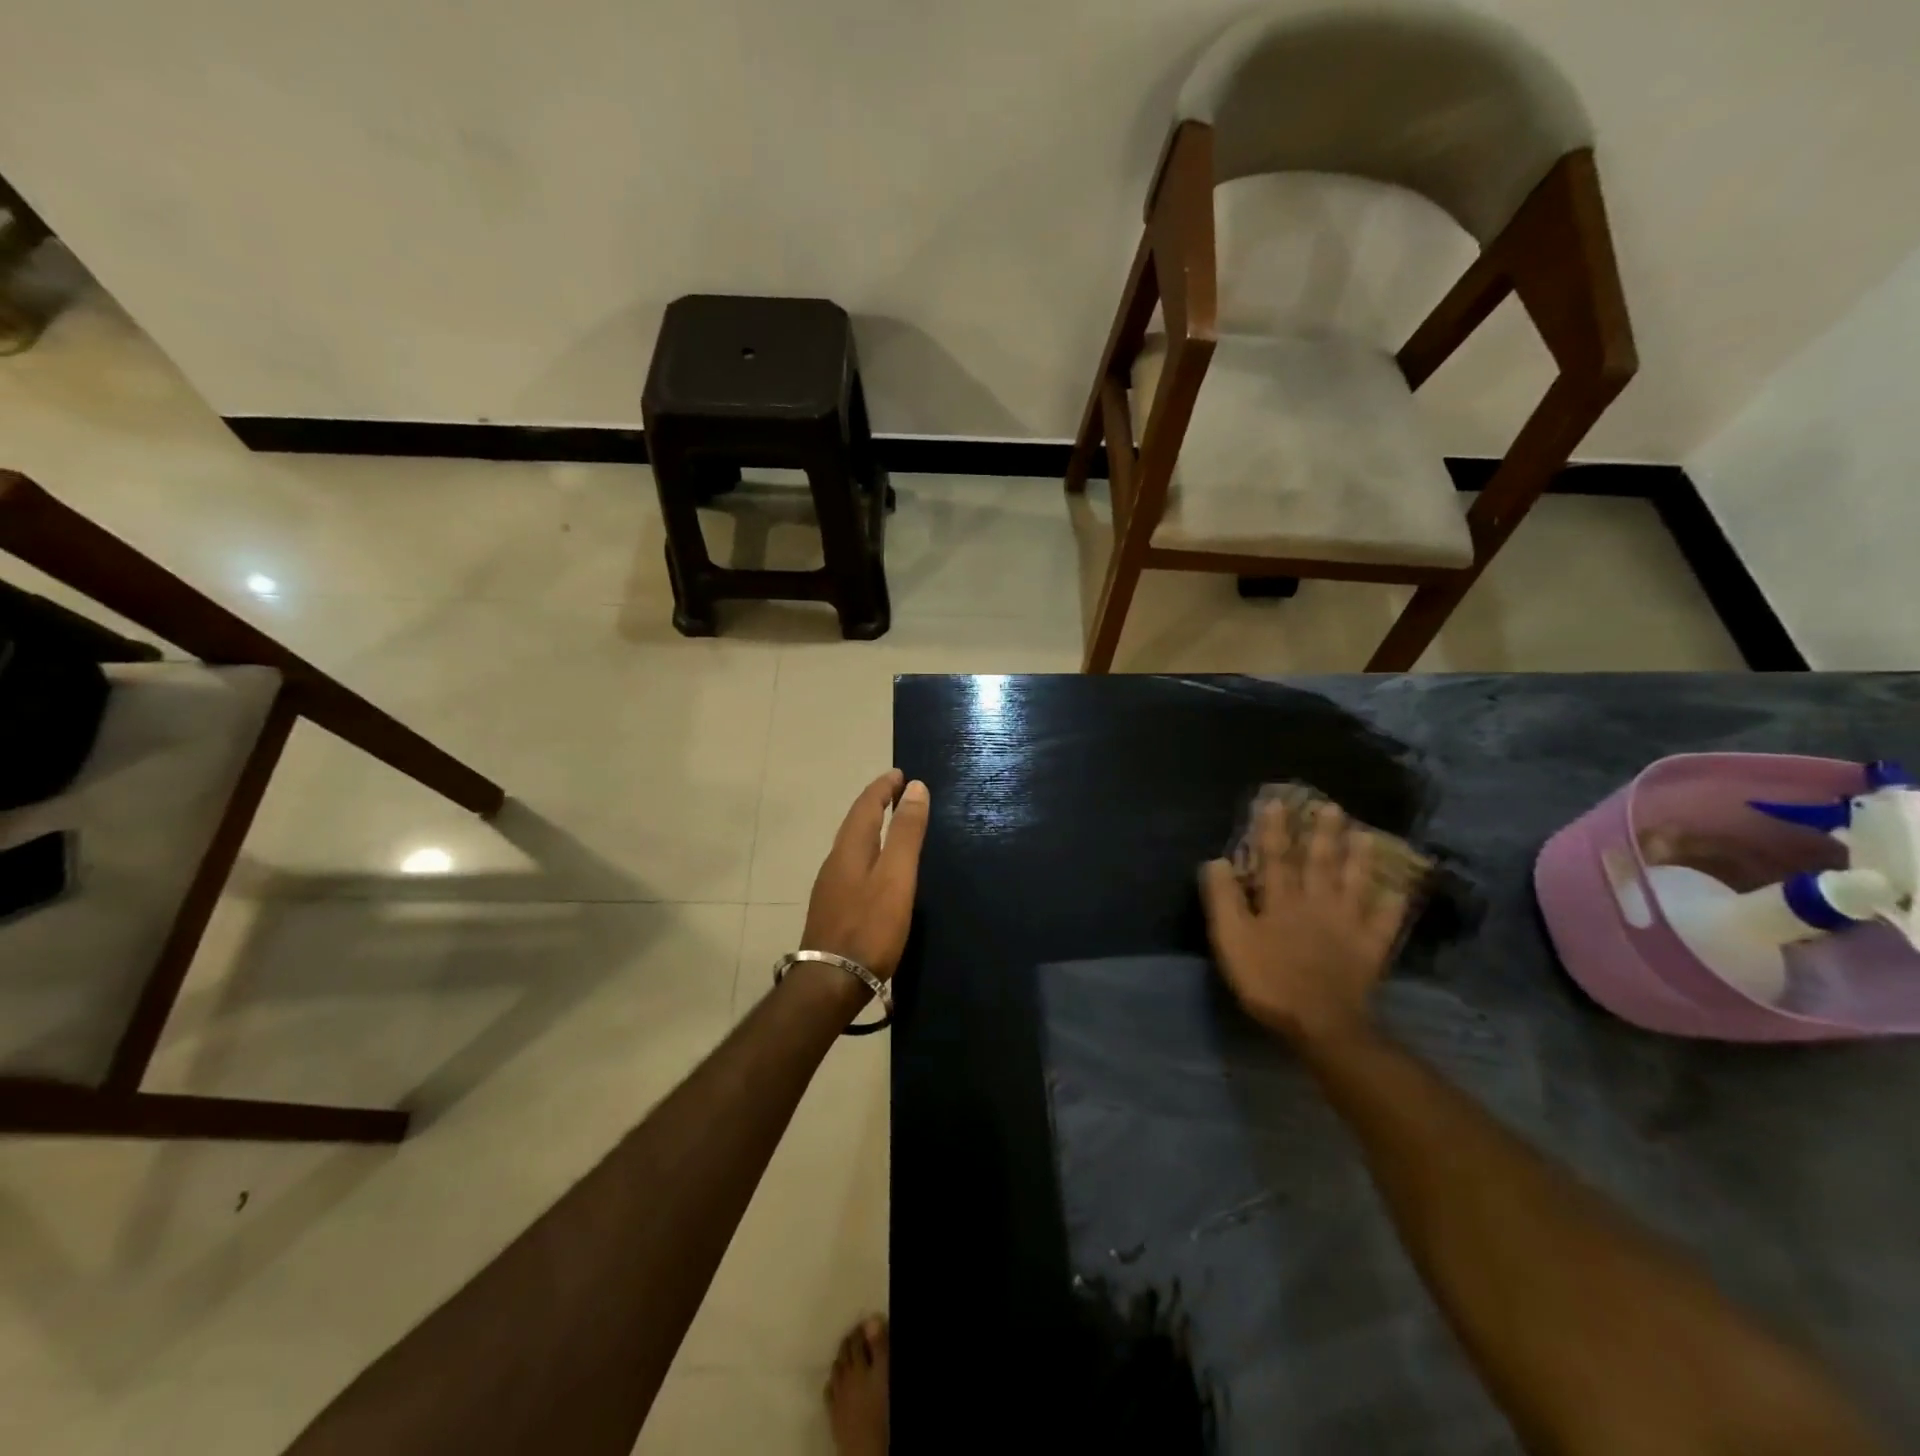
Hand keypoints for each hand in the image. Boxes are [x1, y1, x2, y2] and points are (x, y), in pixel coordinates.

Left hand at [803, 769, 930, 978]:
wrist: (831, 982)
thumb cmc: (870, 927)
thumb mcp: (896, 876)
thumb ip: (906, 833)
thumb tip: (914, 787)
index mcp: (851, 849)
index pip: (866, 806)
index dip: (883, 787)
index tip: (899, 774)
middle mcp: (835, 862)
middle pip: (855, 823)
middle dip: (875, 803)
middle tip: (897, 792)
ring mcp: (830, 888)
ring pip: (851, 846)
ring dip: (870, 828)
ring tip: (890, 825)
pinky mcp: (832, 910)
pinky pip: (851, 866)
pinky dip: (867, 852)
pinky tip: (875, 870)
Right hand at [1200, 800, 1410, 1045]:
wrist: (1321, 1023)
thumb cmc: (1269, 980)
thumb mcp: (1232, 940)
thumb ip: (1224, 900)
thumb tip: (1217, 860)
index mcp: (1281, 901)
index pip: (1275, 857)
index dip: (1274, 830)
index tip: (1276, 802)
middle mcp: (1317, 903)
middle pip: (1321, 863)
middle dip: (1323, 834)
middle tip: (1331, 807)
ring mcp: (1348, 925)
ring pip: (1355, 884)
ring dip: (1360, 859)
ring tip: (1366, 836)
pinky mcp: (1370, 949)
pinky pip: (1385, 922)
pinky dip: (1393, 905)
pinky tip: (1399, 891)